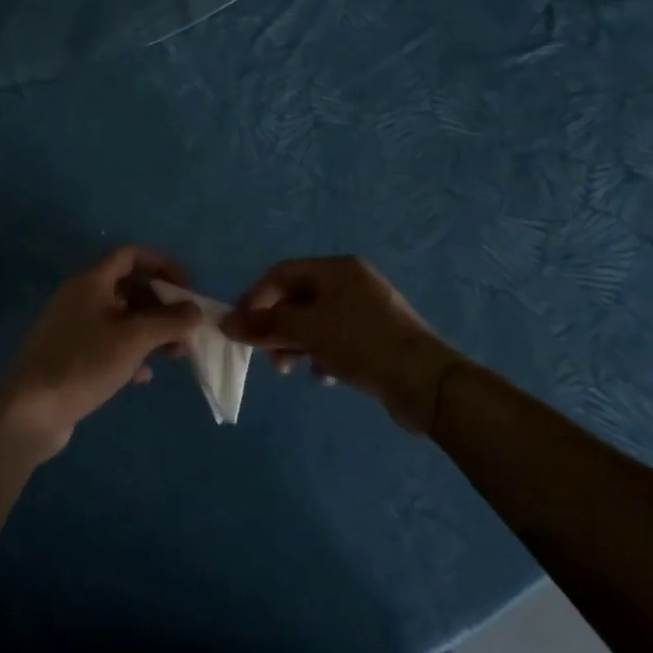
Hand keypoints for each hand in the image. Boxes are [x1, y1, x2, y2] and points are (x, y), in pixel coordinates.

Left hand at [0, 246, 204, 459]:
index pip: (131, 256)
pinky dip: (130, 353)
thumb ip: (169, 322)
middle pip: (129, 288)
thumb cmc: (84, 363)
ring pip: (122, 318)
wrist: (32, 410)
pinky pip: (109, 343)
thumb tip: (196, 311)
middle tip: (186, 330)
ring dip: (150, 332)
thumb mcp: (134, 340)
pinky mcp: (72, 354)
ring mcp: (74, 327)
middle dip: (162, 306)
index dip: (162, 266)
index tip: (187, 290)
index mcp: (91, 282)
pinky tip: (143, 376)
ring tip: (175, 355)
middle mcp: (81, 297)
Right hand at [222, 256, 464, 435]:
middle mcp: (352, 282)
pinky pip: (338, 339)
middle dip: (276, 326)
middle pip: (298, 298)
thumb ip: (264, 325)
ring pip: (316, 321)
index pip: (281, 274)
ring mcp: (368, 310)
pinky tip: (322, 377)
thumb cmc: (362, 344)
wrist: (427, 383)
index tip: (241, 328)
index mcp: (337, 269)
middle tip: (266, 354)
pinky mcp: (378, 338)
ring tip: (289, 369)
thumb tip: (225, 322)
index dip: (256, 298)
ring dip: (296, 343)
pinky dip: (322, 354)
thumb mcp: (307, 331)